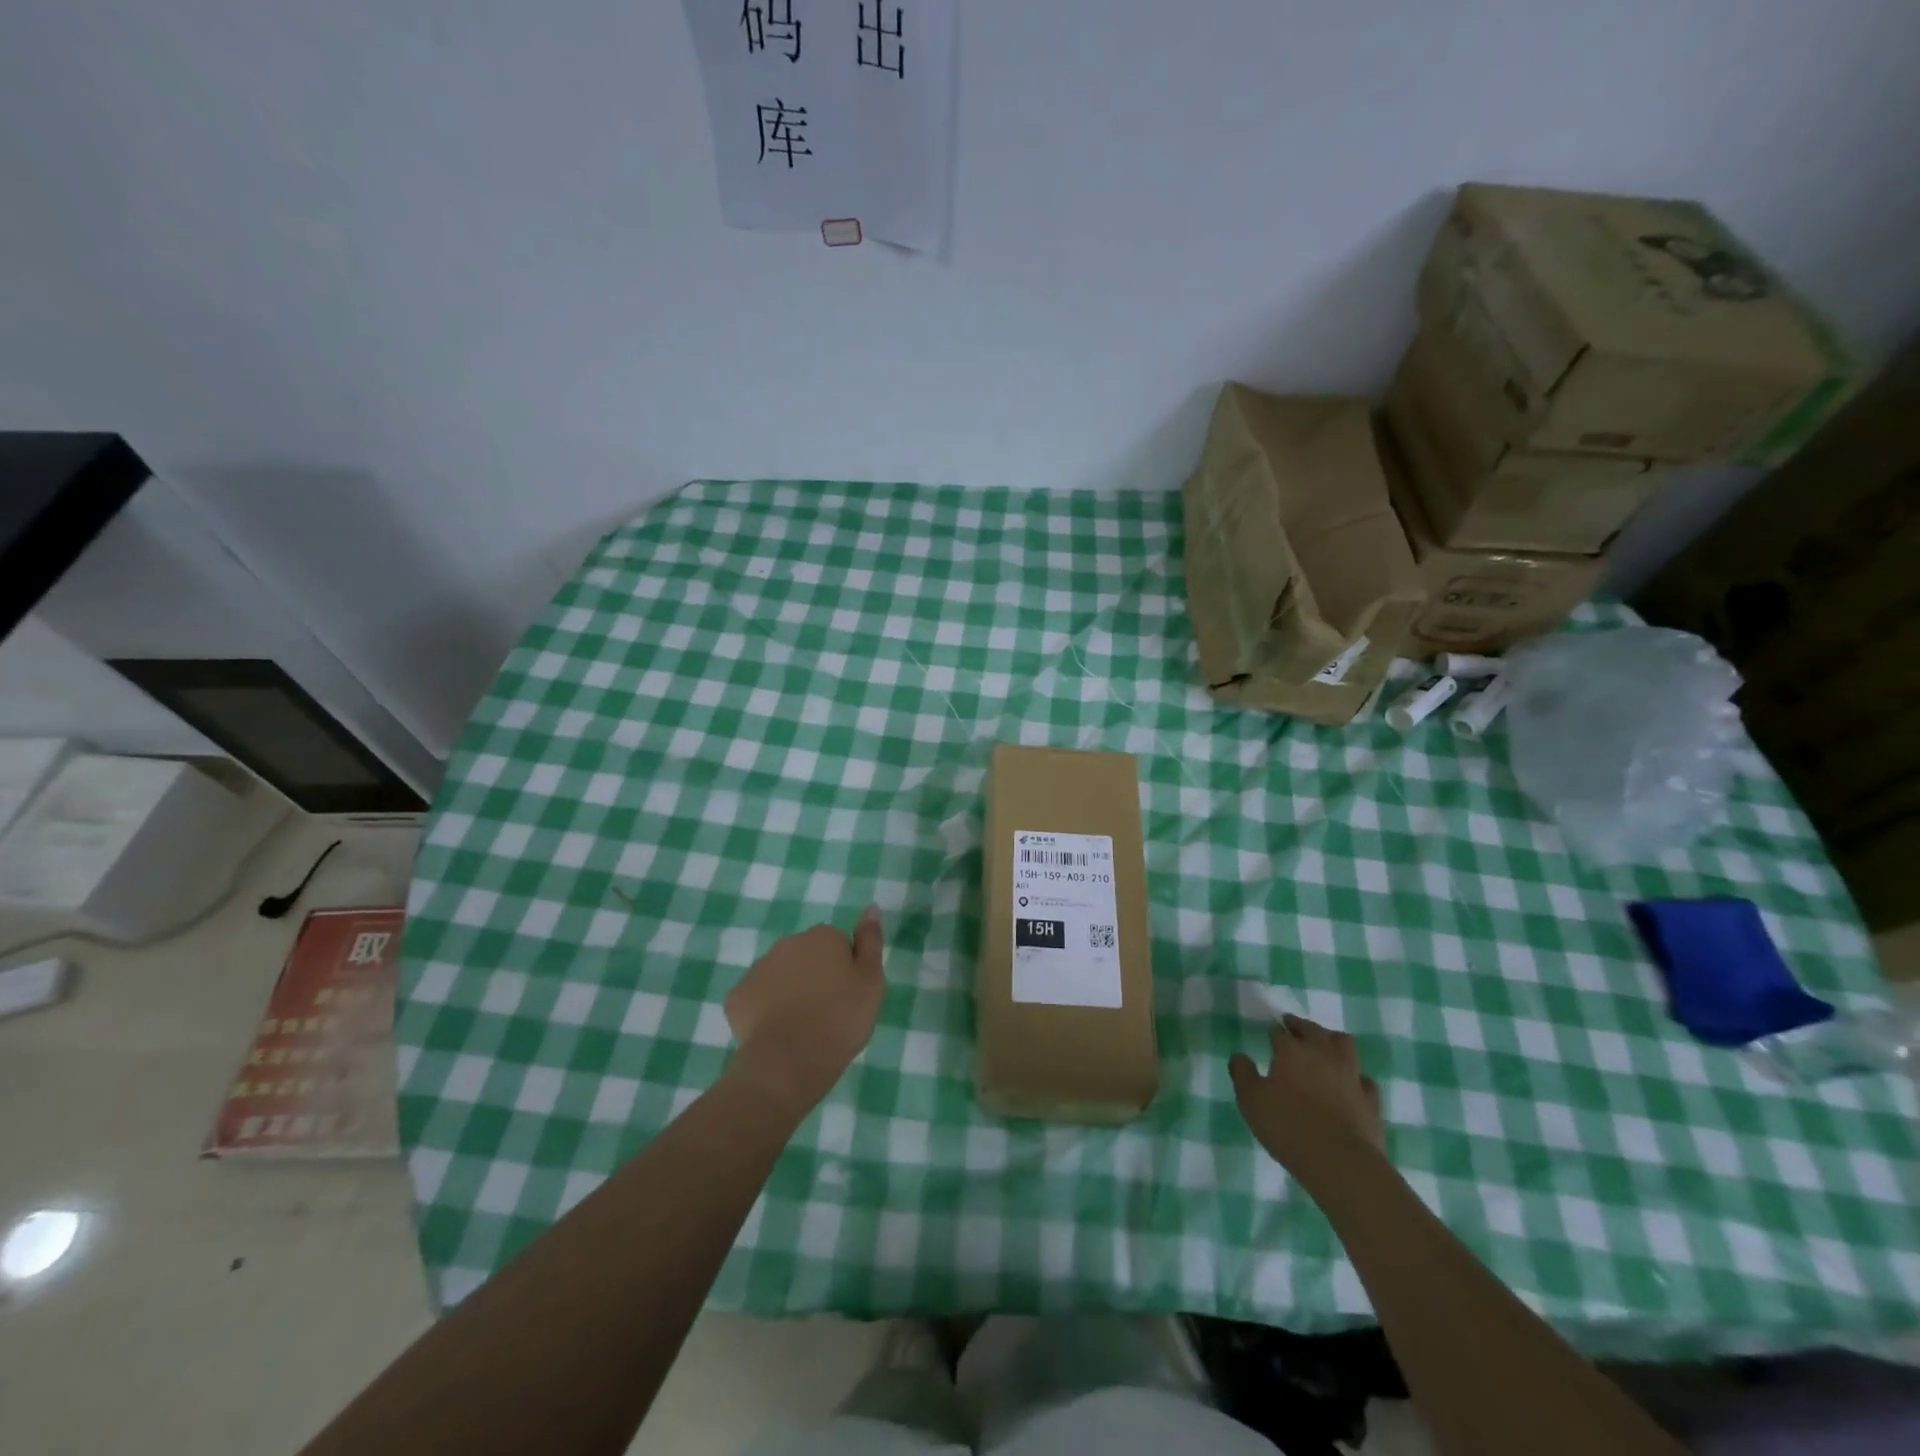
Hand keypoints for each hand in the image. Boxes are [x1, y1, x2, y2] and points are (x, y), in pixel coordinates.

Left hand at [725, 908, 885, 1111]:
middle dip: (815, 976)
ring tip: (803, 1025)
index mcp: (823, 937)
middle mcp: (788, 943)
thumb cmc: (840, 1019)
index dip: (845, 969)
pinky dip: (766, 1010)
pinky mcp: (737, 997)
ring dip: (790, 991)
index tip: (849, 995)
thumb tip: (871, 907)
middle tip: (828, 1011)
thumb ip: (871, 940)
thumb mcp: (871, 980)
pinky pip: (757, 997)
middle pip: (807, 956)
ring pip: (780, 975)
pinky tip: (777, 1032)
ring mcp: (758, 969)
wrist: (790, 1061)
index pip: (838, 944)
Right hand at [1230, 1015, 1384, 1188]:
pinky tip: (1350, 1085)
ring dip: (1333, 1041)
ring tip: (1324, 1047)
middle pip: (1314, 1030)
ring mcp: (1351, 1075)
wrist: (1340, 1162)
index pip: (1281, 1032)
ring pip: (1345, 1044)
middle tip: (1294, 1028)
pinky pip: (1364, 1079)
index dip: (1274, 1032)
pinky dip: (1356, 1077)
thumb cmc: (1288, 1126)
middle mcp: (1323, 1054)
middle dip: (1302, 1026)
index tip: (1270, 1035)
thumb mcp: (1251, 1101)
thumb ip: (1242, 1074)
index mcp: (1292, 1051)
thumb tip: (1239, 1056)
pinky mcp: (1370, 1099)